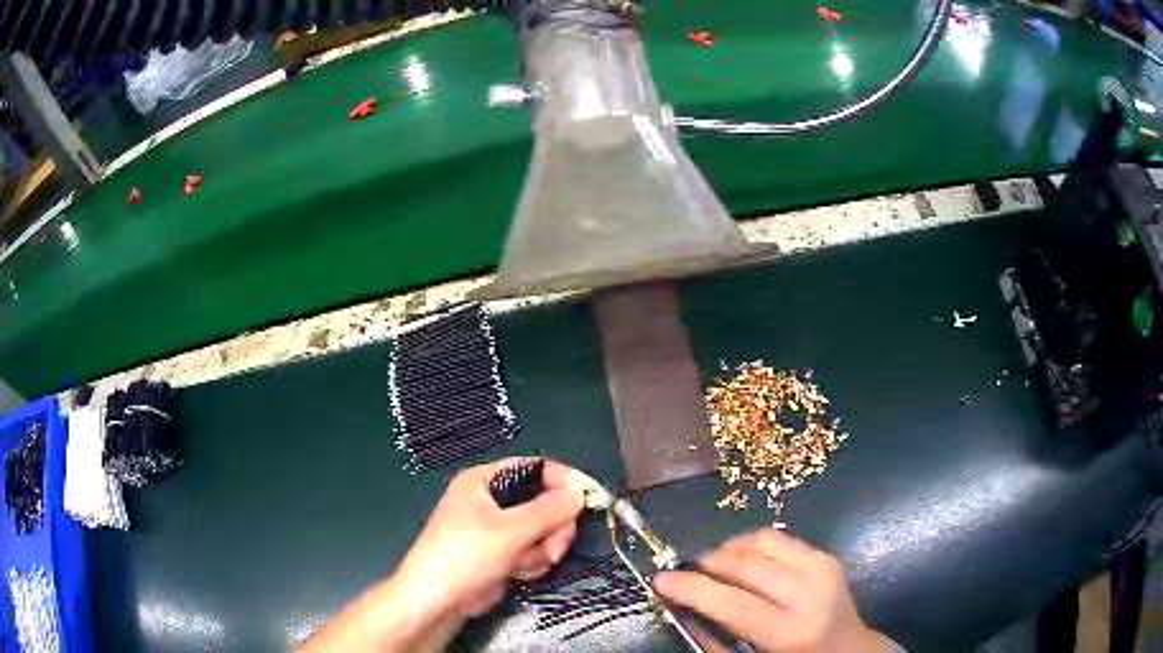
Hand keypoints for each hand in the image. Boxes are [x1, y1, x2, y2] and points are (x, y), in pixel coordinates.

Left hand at [392, 458, 584, 618]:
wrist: (439, 600)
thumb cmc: (467, 555)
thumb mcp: (510, 529)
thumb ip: (549, 510)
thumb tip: (579, 492)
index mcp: (484, 480)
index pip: (533, 468)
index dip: (561, 481)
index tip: (588, 497)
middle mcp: (492, 500)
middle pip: (544, 502)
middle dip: (552, 527)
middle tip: (554, 547)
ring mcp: (498, 528)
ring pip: (543, 530)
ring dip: (541, 549)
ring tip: (523, 563)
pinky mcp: (504, 553)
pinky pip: (534, 549)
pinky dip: (532, 561)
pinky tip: (517, 572)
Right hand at [654, 529, 897, 652]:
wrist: (849, 650)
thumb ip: (713, 639)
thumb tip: (680, 607)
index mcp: (789, 632)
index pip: (732, 603)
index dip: (692, 588)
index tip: (661, 578)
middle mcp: (809, 595)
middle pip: (747, 566)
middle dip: (708, 563)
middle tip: (684, 568)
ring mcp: (822, 569)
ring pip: (762, 543)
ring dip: (728, 549)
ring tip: (710, 563)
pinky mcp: (826, 557)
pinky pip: (780, 538)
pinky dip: (751, 543)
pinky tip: (739, 557)